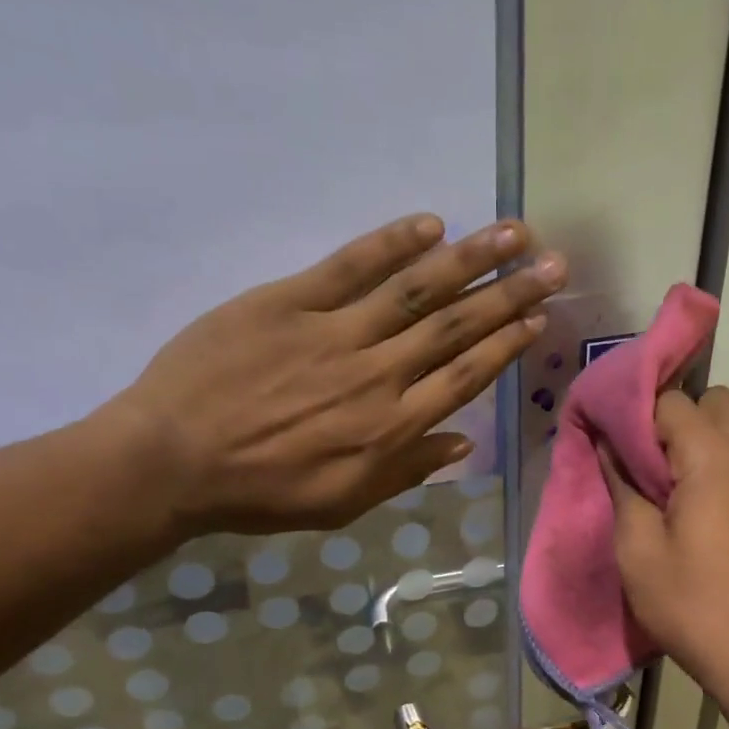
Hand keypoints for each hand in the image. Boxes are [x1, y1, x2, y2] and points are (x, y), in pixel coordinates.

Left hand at [101, 214, 565, 535]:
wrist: (174, 460)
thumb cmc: (264, 493)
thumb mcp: (345, 503)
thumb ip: (406, 471)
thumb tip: (462, 442)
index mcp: (392, 427)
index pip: (465, 376)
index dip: (506, 345)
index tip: (538, 317)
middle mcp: (377, 373)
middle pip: (456, 327)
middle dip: (509, 293)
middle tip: (554, 264)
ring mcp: (334, 332)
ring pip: (416, 290)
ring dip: (469, 258)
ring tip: (513, 233)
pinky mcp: (288, 301)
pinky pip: (349, 267)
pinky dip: (391, 243)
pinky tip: (429, 224)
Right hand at [602, 387, 728, 703]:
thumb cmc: (694, 606)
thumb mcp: (638, 551)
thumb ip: (622, 487)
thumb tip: (610, 447)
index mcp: (715, 456)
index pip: (670, 400)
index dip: (637, 419)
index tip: (618, 452)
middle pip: (713, 401)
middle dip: (676, 421)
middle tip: (651, 472)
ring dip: (704, 443)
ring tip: (679, 495)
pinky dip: (728, 465)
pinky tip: (711, 514)